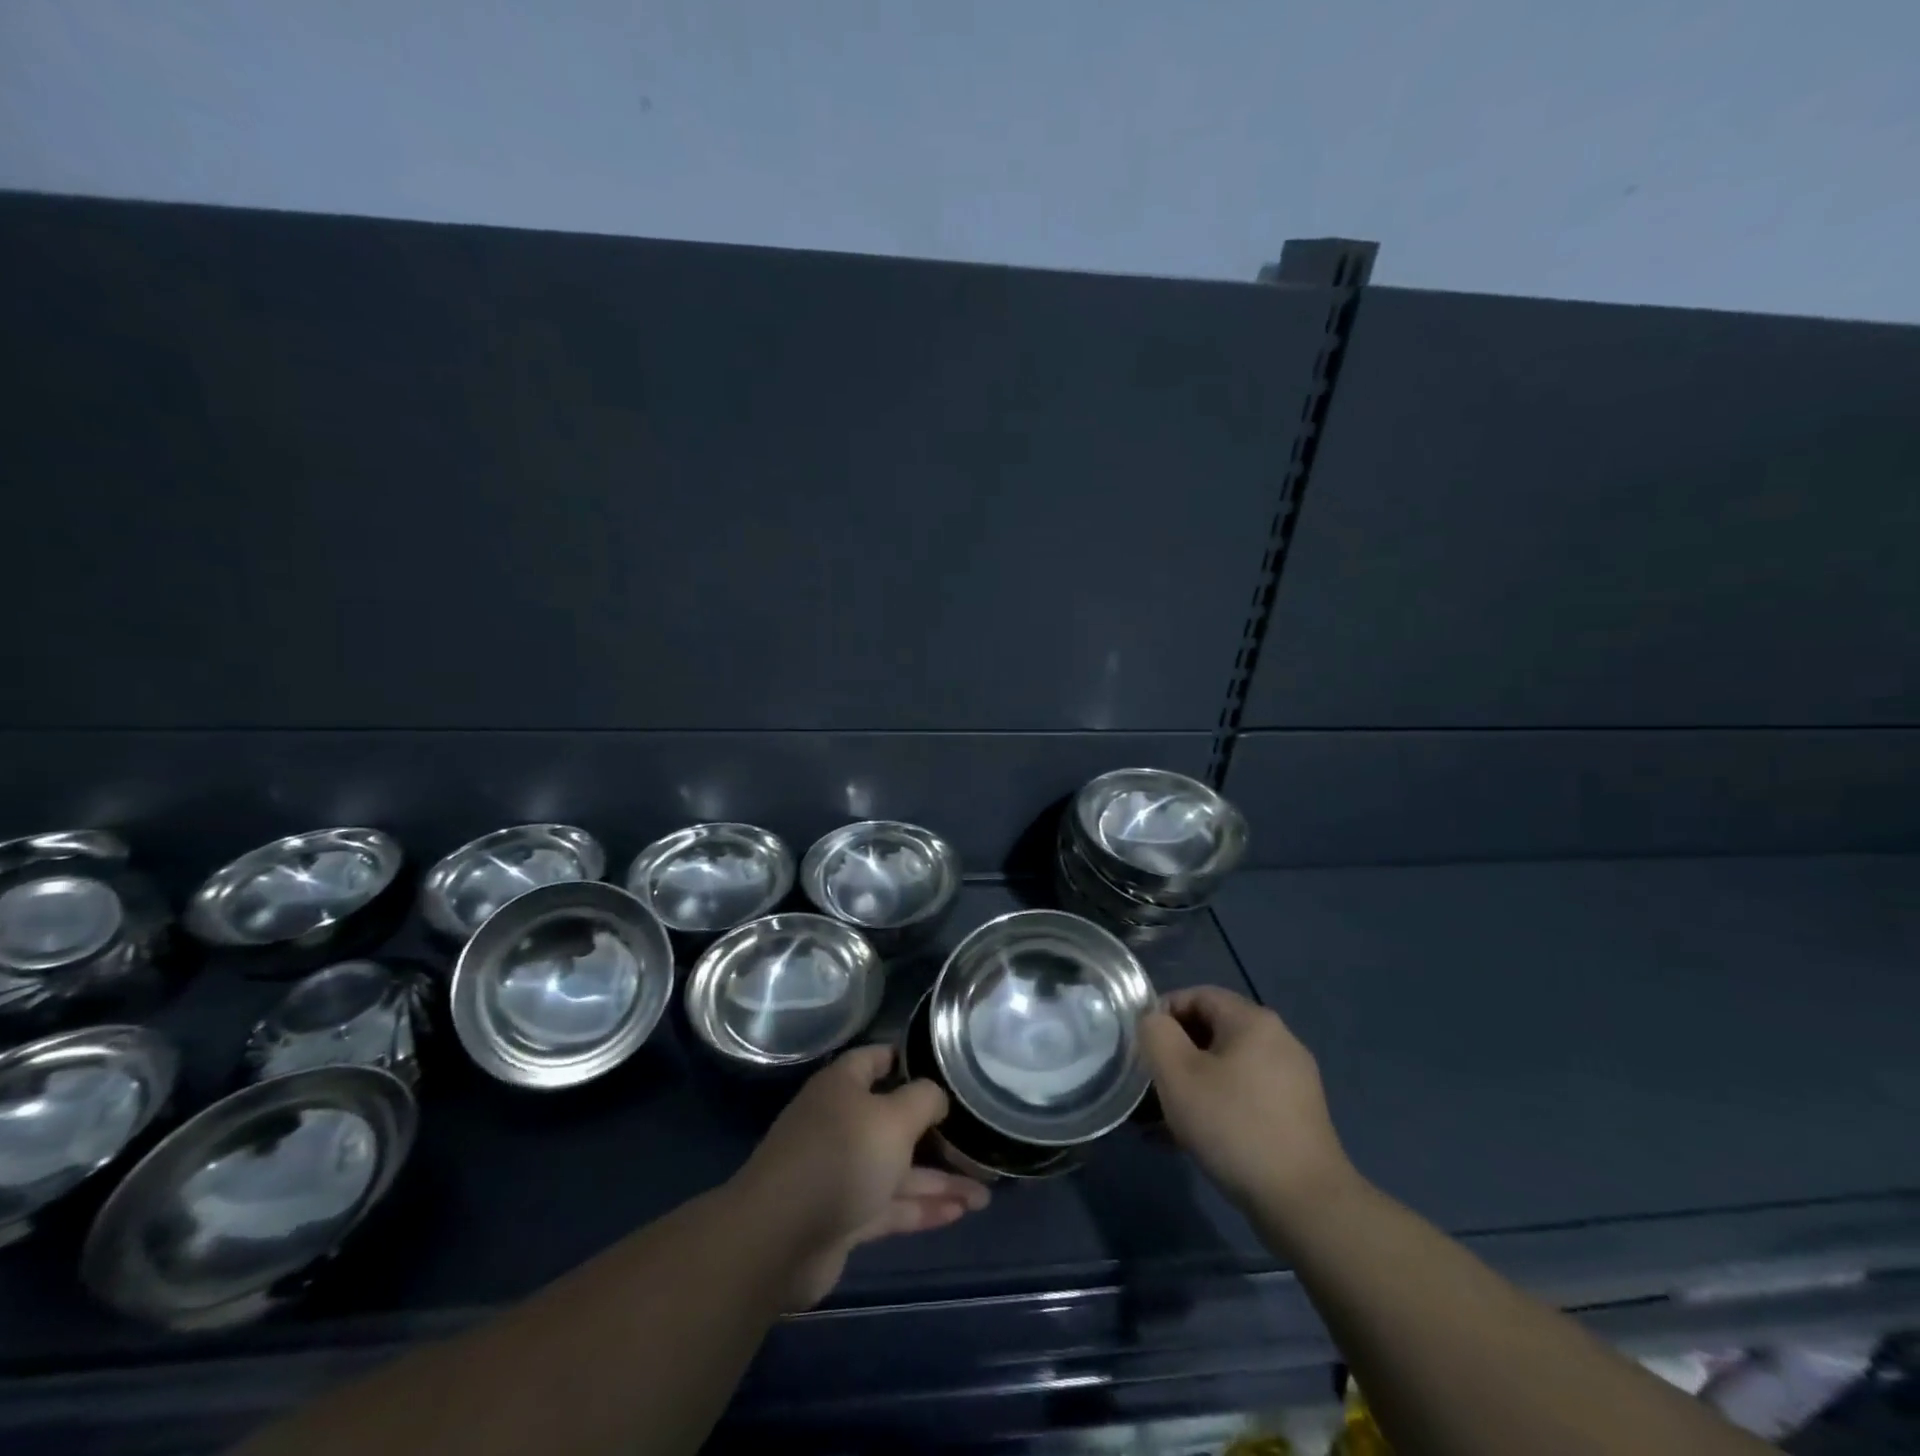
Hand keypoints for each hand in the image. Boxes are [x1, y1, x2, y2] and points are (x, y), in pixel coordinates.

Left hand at [730, 1044, 989, 1309]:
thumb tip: (936, 1096)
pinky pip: (891, 1205)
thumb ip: (923, 1099)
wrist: (779, 1239)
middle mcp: (841, 1123)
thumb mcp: (893, 1117)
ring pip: (898, 1168)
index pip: (877, 1059)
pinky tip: (960, 1213)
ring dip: (939, 1180)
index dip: (908, 1060)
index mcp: (843, 1087)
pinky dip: (922, 1207)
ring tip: (984, 1193)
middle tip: (977, 1141)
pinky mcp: (844, 1216)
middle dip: (936, 1133)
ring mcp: (841, 1172)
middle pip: (894, 1120)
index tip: (946, 1069)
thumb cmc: (841, 1157)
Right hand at [1140, 986, 1356, 1220]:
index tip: (1141, 1046)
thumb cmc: (1234, 1126)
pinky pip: (1243, 1097)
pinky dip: (1215, 1107)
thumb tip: (1154, 1022)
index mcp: (1253, 1021)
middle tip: (1148, 1084)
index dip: (1163, 1013)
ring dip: (1191, 1085)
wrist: (1305, 1204)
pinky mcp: (1295, 1117)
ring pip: (1226, 1068)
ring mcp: (1291, 1081)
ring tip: (1161, 1119)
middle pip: (1212, 1032)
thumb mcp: (1177, 1074)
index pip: (1197, 995)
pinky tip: (1190, 1140)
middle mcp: (1278, 1041)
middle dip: (1174, 1055)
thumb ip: (1156, 1034)